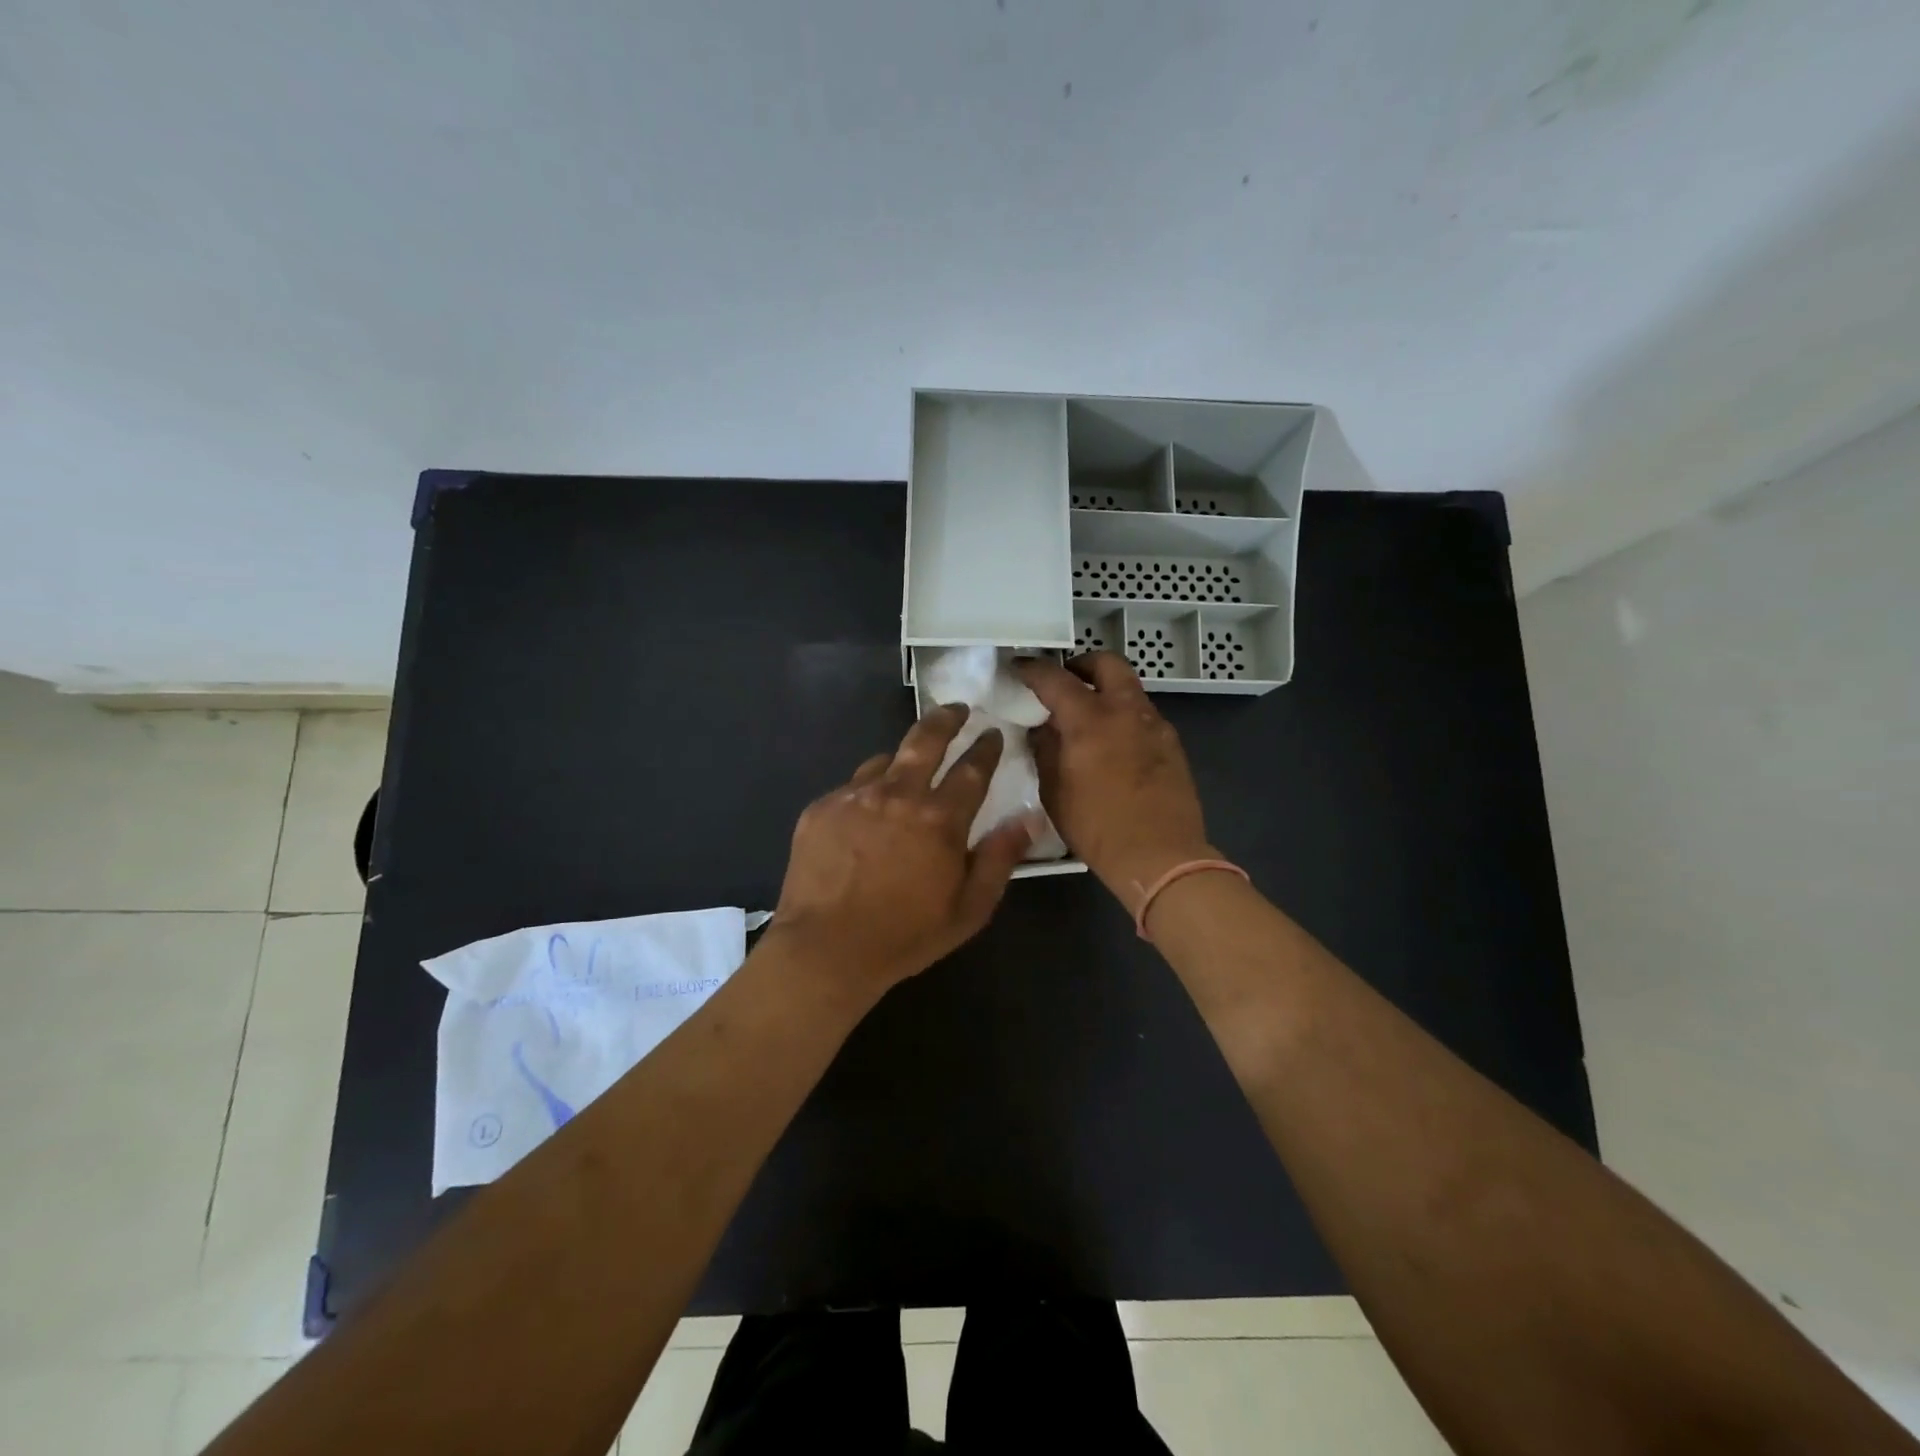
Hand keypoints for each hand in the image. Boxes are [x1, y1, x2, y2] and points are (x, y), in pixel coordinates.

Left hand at [769, 705, 1032, 998]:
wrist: (825, 949)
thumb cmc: (905, 935)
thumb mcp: (969, 908)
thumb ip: (1000, 858)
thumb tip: (1029, 817)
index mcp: (940, 818)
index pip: (973, 769)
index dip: (986, 748)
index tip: (993, 733)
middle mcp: (899, 794)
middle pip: (926, 739)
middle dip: (947, 719)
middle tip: (956, 709)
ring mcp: (855, 796)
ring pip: (886, 759)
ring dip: (904, 758)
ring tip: (909, 766)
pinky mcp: (822, 807)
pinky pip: (853, 785)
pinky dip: (869, 790)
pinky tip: (867, 811)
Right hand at [1018, 653, 1214, 908]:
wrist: (1161, 855)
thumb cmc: (1098, 828)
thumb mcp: (1054, 792)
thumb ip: (1045, 751)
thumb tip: (1042, 729)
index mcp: (1089, 720)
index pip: (1055, 679)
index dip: (1033, 669)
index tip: (1019, 668)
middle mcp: (1125, 711)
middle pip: (1107, 663)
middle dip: (1083, 664)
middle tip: (1066, 681)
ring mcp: (1154, 724)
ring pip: (1129, 688)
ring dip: (1107, 691)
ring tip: (1088, 717)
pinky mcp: (1172, 743)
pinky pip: (1143, 715)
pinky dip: (1124, 716)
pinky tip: (1114, 744)